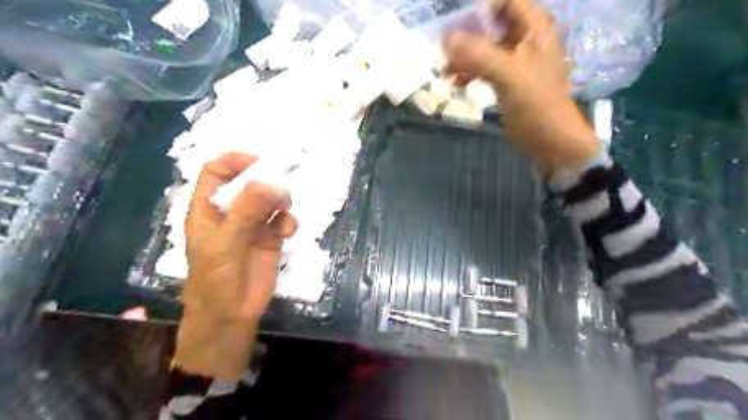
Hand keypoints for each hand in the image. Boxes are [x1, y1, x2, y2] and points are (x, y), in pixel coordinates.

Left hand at [170, 153, 295, 377]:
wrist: (231, 314)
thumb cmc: (216, 278)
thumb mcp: (225, 242)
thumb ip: (246, 211)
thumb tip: (268, 182)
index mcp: (208, 209)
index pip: (216, 173)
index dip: (234, 163)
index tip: (258, 162)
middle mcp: (231, 213)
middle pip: (248, 184)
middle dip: (265, 182)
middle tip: (280, 187)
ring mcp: (252, 225)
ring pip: (269, 200)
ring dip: (280, 200)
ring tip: (284, 209)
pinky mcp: (270, 239)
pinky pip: (282, 220)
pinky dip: (288, 220)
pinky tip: (289, 231)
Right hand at [447, 1, 600, 173]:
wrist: (550, 141)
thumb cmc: (536, 104)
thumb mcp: (508, 74)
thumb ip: (478, 54)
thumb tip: (444, 38)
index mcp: (535, 29)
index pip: (507, 2)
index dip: (482, 8)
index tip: (457, 23)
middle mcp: (526, 40)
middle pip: (492, 25)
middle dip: (468, 35)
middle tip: (444, 47)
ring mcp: (516, 63)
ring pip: (486, 49)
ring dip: (465, 56)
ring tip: (444, 69)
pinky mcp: (508, 83)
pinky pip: (485, 69)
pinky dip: (470, 72)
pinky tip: (456, 82)